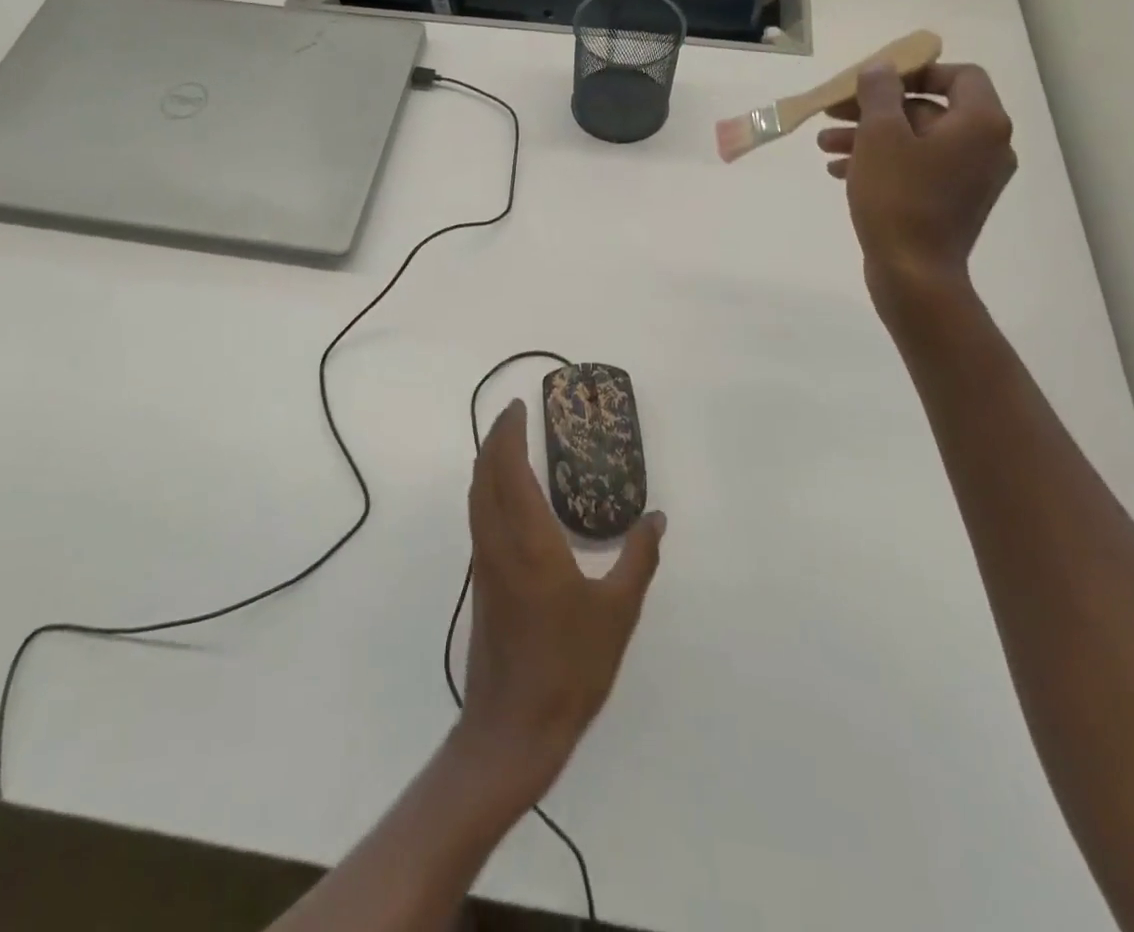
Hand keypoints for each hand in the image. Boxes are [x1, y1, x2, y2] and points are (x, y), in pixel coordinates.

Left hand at [458, 400, 664, 803]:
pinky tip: (510, 498)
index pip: (508, 467)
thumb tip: (657, 517)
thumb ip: (638, 558)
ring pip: (476, 496)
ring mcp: (484, 562)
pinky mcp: (483, 582)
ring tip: (510, 446)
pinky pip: (479, 517)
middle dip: (495, 438)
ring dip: (488, 463)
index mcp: (528, 539)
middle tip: (515, 415)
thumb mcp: (618, 611)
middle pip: (484, 474)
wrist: (514, 727)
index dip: (508, 432)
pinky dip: (488, 490)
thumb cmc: (570, 665)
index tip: (518, 406)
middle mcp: (497, 541)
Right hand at [817, 60, 1016, 309]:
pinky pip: (918, 169)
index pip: (958, 75)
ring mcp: (972, 178)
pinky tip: (839, 171)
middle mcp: (987, 146)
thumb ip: (879, 93)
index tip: (873, 83)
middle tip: (834, 112)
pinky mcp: (952, 203)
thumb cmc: (898, 198)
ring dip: (871, 138)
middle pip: (929, 110)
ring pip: (917, 142)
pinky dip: (884, 163)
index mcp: (980, 123)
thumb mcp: (880, 136)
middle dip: (876, 110)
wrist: (913, 273)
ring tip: (824, 146)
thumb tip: (881, 68)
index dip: (914, 72)